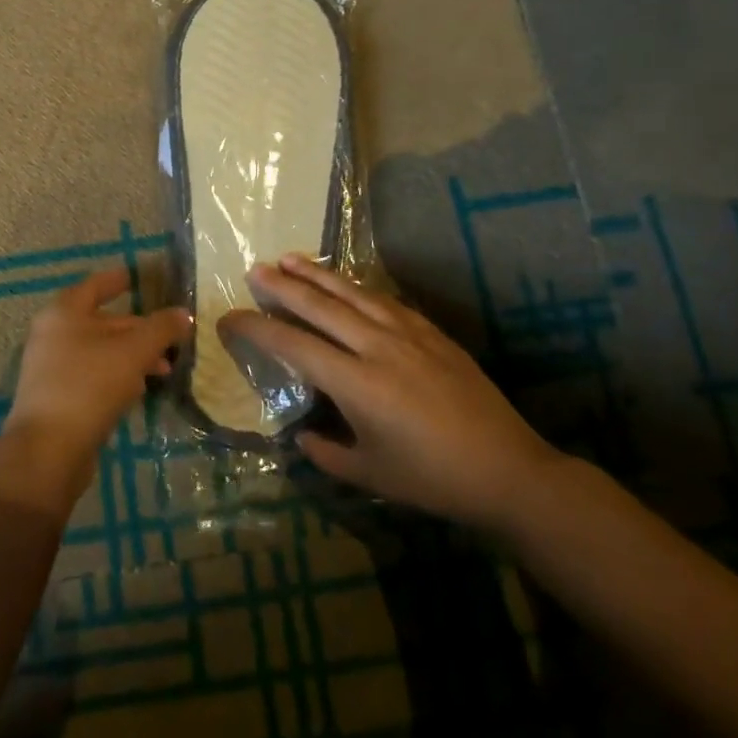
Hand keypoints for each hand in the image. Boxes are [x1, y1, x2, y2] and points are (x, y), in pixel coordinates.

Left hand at [3, 268, 190, 505]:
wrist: (48, 449)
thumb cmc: (89, 385)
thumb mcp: (133, 351)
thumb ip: (161, 329)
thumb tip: (184, 314)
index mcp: (64, 312)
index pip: (97, 285)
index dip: (120, 279)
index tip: (140, 276)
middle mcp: (53, 334)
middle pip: (102, 321)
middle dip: (138, 328)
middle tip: (171, 337)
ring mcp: (51, 367)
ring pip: (100, 351)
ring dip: (132, 356)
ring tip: (165, 370)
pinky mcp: (57, 397)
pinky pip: (92, 376)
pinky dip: (117, 377)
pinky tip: (139, 390)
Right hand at [221, 253, 560, 529]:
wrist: (508, 470)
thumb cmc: (433, 479)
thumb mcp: (369, 473)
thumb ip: (326, 452)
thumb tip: (301, 436)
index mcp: (356, 383)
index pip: (292, 345)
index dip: (256, 328)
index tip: (229, 318)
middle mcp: (377, 347)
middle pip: (319, 305)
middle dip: (282, 285)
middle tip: (255, 270)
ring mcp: (408, 334)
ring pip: (352, 293)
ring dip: (318, 274)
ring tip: (290, 258)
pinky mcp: (432, 333)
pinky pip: (385, 300)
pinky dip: (358, 287)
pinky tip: (347, 284)